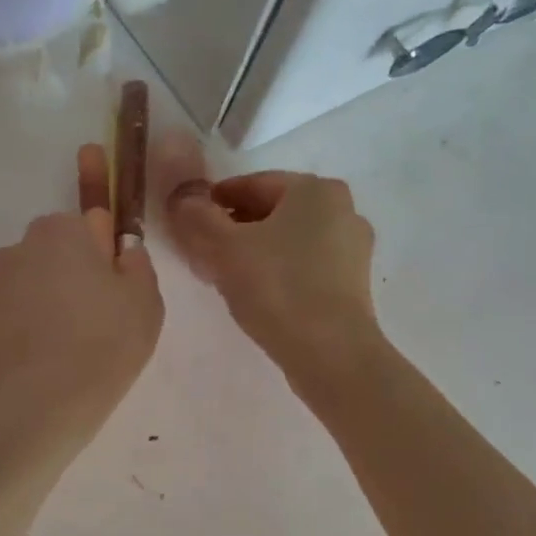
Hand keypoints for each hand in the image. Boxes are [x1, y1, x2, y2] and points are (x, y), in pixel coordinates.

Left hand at [0, 145, 163, 456]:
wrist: (40, 405)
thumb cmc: (104, 345)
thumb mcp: (145, 302)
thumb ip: (135, 265)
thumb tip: (120, 249)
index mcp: (62, 233)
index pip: (85, 217)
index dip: (99, 238)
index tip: (105, 253)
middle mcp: (18, 249)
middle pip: (52, 253)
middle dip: (70, 273)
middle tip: (95, 316)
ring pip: (26, 285)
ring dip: (43, 302)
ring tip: (65, 348)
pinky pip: (6, 318)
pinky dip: (21, 332)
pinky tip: (38, 363)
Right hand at [164, 165, 377, 381]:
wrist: (330, 351)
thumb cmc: (276, 287)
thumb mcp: (223, 248)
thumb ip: (197, 217)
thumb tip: (182, 198)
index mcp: (314, 189)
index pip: (252, 184)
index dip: (215, 201)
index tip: (189, 223)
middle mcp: (342, 209)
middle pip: (273, 212)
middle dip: (235, 227)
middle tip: (202, 251)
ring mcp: (352, 249)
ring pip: (289, 240)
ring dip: (255, 251)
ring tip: (224, 275)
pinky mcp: (353, 284)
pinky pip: (305, 265)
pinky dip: (278, 271)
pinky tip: (256, 293)